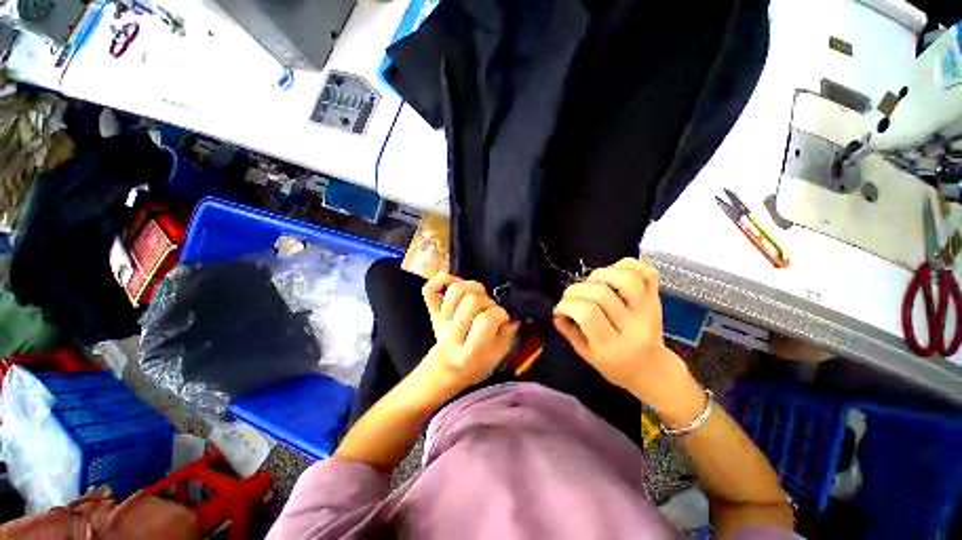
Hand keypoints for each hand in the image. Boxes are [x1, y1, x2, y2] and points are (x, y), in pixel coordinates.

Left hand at [420, 272, 519, 392]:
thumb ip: (507, 333)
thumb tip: (512, 314)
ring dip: (472, 288)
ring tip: (478, 297)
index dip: (500, 315)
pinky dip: (442, 280)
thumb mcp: (498, 356)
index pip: (487, 319)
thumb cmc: (476, 365)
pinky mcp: (432, 311)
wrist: (446, 370)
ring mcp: (440, 320)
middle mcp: (452, 334)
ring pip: (455, 290)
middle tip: (490, 311)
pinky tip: (455, 283)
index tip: (504, 320)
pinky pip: (430, 288)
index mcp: (469, 351)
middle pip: (472, 301)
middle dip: (488, 302)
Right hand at [553, 258, 703, 423]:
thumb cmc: (616, 366)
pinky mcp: (656, 299)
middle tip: (571, 296)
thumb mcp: (587, 355)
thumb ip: (570, 332)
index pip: (588, 314)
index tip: (561, 308)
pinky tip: (613, 272)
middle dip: (577, 289)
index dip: (568, 305)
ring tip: (593, 283)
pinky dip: (628, 265)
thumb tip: (557, 312)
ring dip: (601, 274)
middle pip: (601, 292)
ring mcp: (648, 310)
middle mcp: (633, 326)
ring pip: (626, 278)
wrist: (652, 369)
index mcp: (613, 346)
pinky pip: (647, 272)